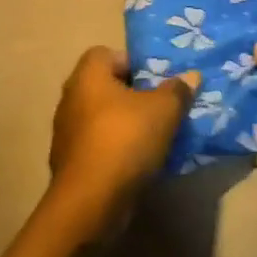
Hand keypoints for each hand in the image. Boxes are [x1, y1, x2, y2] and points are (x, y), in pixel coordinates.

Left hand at [47, 47, 198, 235]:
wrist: (89, 202)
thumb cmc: (125, 140)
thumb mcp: (163, 111)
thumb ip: (177, 91)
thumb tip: (191, 76)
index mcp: (88, 74)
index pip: (107, 53)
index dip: (133, 63)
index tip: (156, 82)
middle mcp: (70, 96)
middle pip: (105, 86)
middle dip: (132, 95)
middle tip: (160, 108)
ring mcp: (65, 131)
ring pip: (101, 118)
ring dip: (123, 125)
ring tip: (153, 138)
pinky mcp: (67, 162)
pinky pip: (96, 145)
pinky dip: (114, 150)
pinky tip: (136, 163)